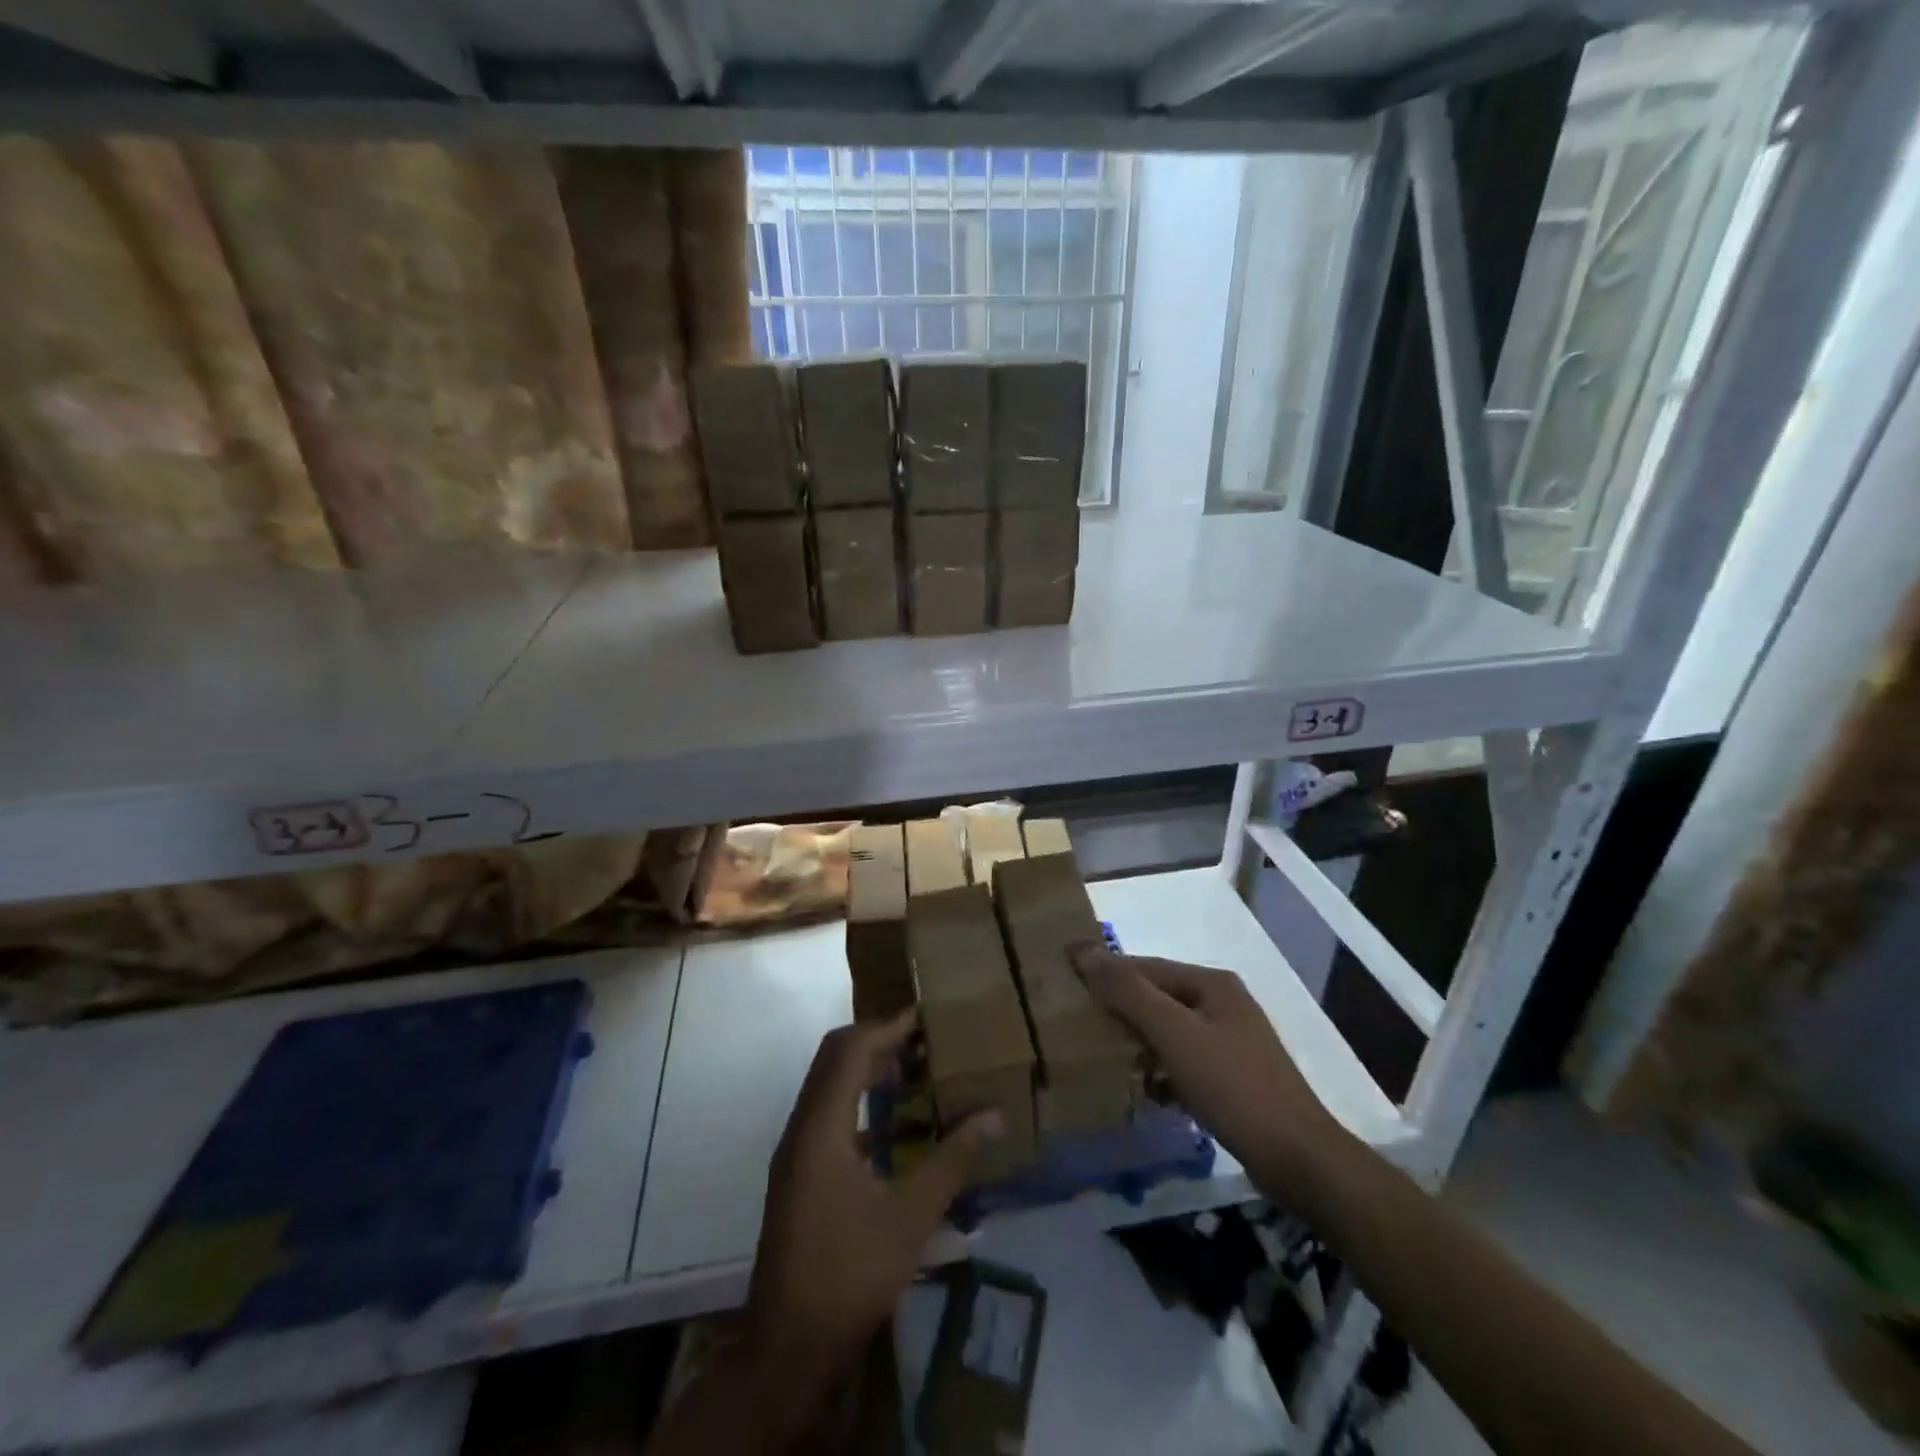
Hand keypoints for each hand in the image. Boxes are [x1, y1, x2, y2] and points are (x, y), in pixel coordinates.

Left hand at [745, 1013, 999, 1392]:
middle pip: (834, 1059)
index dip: (888, 1027)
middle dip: (878, 1040)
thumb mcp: (911, 1217)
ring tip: (916, 1071)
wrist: (789, 1347)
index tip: (926, 1017)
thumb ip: (952, 1160)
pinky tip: (895, 1124)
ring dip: (868, 1069)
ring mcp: (796, 1152)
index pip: (850, 1050)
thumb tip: (993, 1115)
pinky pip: (828, 1113)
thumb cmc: (851, 1274)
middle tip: (924, 1039)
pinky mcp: (799, 1173)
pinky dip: (860, 1101)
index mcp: (821, 1128)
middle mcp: (802, 1128)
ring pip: (829, 1085)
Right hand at [1072, 945, 1347, 1209]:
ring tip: (1101, 1060)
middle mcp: (1222, 1004)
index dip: (1106, 973)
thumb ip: (1128, 992)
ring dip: (1137, 1044)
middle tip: (1076, 1027)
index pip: (1145, 967)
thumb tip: (1084, 950)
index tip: (1066, 987)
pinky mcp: (1232, 1079)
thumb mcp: (1174, 1034)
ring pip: (1168, 1033)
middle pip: (1157, 998)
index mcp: (1211, 984)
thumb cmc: (1233, 1086)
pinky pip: (1183, 1064)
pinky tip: (1141, 1093)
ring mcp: (1230, 1043)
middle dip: (1119, 1011)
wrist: (1299, 1160)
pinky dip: (1160, 1073)